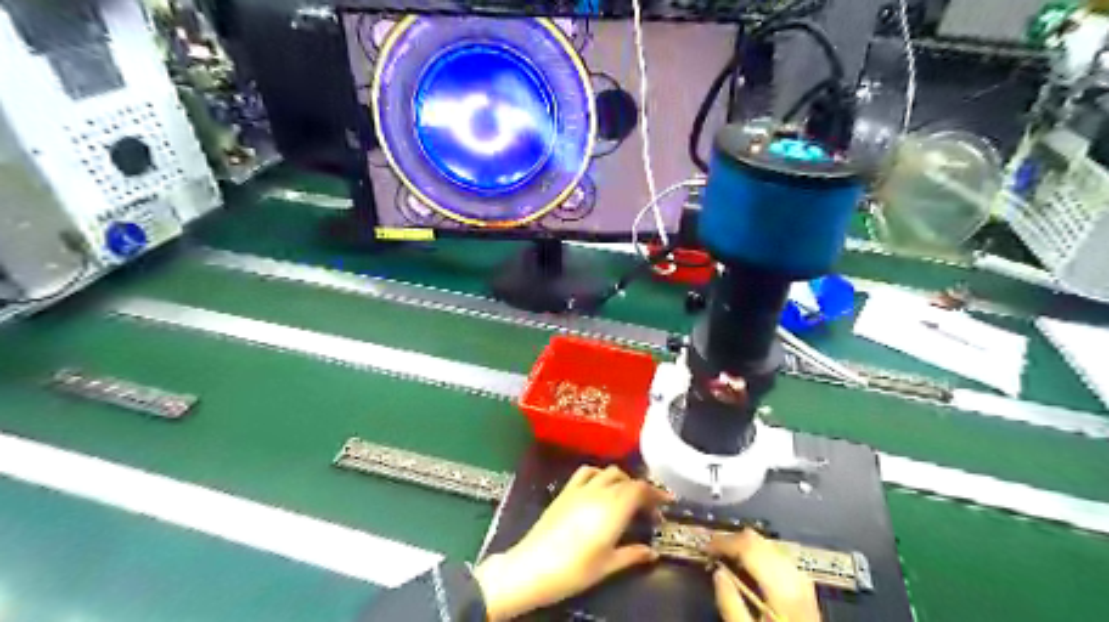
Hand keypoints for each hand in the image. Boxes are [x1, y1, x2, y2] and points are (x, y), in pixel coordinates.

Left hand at [473, 466, 670, 620]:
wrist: (533, 566)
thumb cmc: (574, 570)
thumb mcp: (608, 566)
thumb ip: (632, 555)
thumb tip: (652, 552)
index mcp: (614, 508)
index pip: (640, 489)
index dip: (655, 494)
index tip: (665, 504)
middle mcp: (600, 492)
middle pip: (627, 479)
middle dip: (641, 489)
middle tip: (648, 508)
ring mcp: (581, 488)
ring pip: (608, 471)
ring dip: (622, 479)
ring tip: (626, 496)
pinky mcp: (566, 490)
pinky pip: (586, 472)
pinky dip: (599, 474)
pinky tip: (600, 486)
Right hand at [709, 529, 820, 620]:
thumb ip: (730, 604)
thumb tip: (717, 573)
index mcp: (781, 587)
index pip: (749, 546)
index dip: (723, 542)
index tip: (705, 547)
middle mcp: (795, 575)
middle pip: (758, 540)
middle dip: (732, 540)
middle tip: (712, 550)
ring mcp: (802, 578)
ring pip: (767, 544)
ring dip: (744, 545)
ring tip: (726, 557)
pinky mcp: (803, 583)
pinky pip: (776, 555)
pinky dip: (758, 553)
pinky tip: (748, 566)